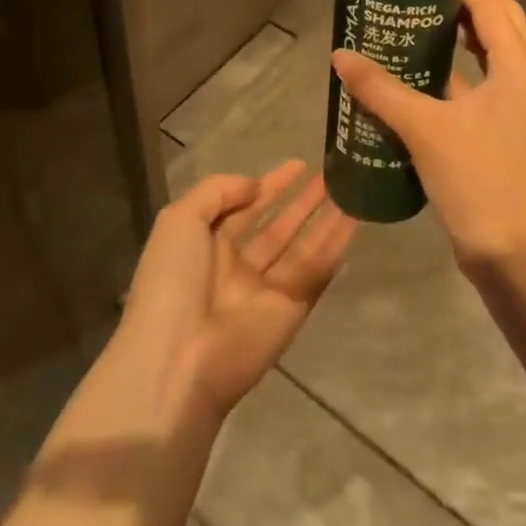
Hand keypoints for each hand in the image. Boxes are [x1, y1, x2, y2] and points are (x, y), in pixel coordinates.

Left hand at [120, 161, 354, 418]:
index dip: (270, 186)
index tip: (299, 165)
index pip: (244, 208)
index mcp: (206, 246)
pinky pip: (315, 272)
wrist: (178, 360)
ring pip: (302, 247)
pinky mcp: (291, 312)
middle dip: (302, 202)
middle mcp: (237, 267)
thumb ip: (217, 191)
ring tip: (350, 191)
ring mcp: (265, 291)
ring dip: (325, 220)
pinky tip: (353, 221)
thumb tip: (255, 187)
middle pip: (277, 227)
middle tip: (331, 177)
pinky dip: (334, 247)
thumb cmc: (172, 281)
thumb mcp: (179, 219)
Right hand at [331, 0, 525, 274]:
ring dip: (465, 36)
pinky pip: (486, 83)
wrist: (510, 252)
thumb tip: (339, 56)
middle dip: (467, 4)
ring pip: (496, 53)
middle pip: (501, 22)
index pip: (492, 6)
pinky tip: (423, 75)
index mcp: (518, 68)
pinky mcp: (509, 129)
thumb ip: (380, 89)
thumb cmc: (476, 179)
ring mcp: (521, 106)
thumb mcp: (423, 129)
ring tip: (420, 25)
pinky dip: (461, 70)